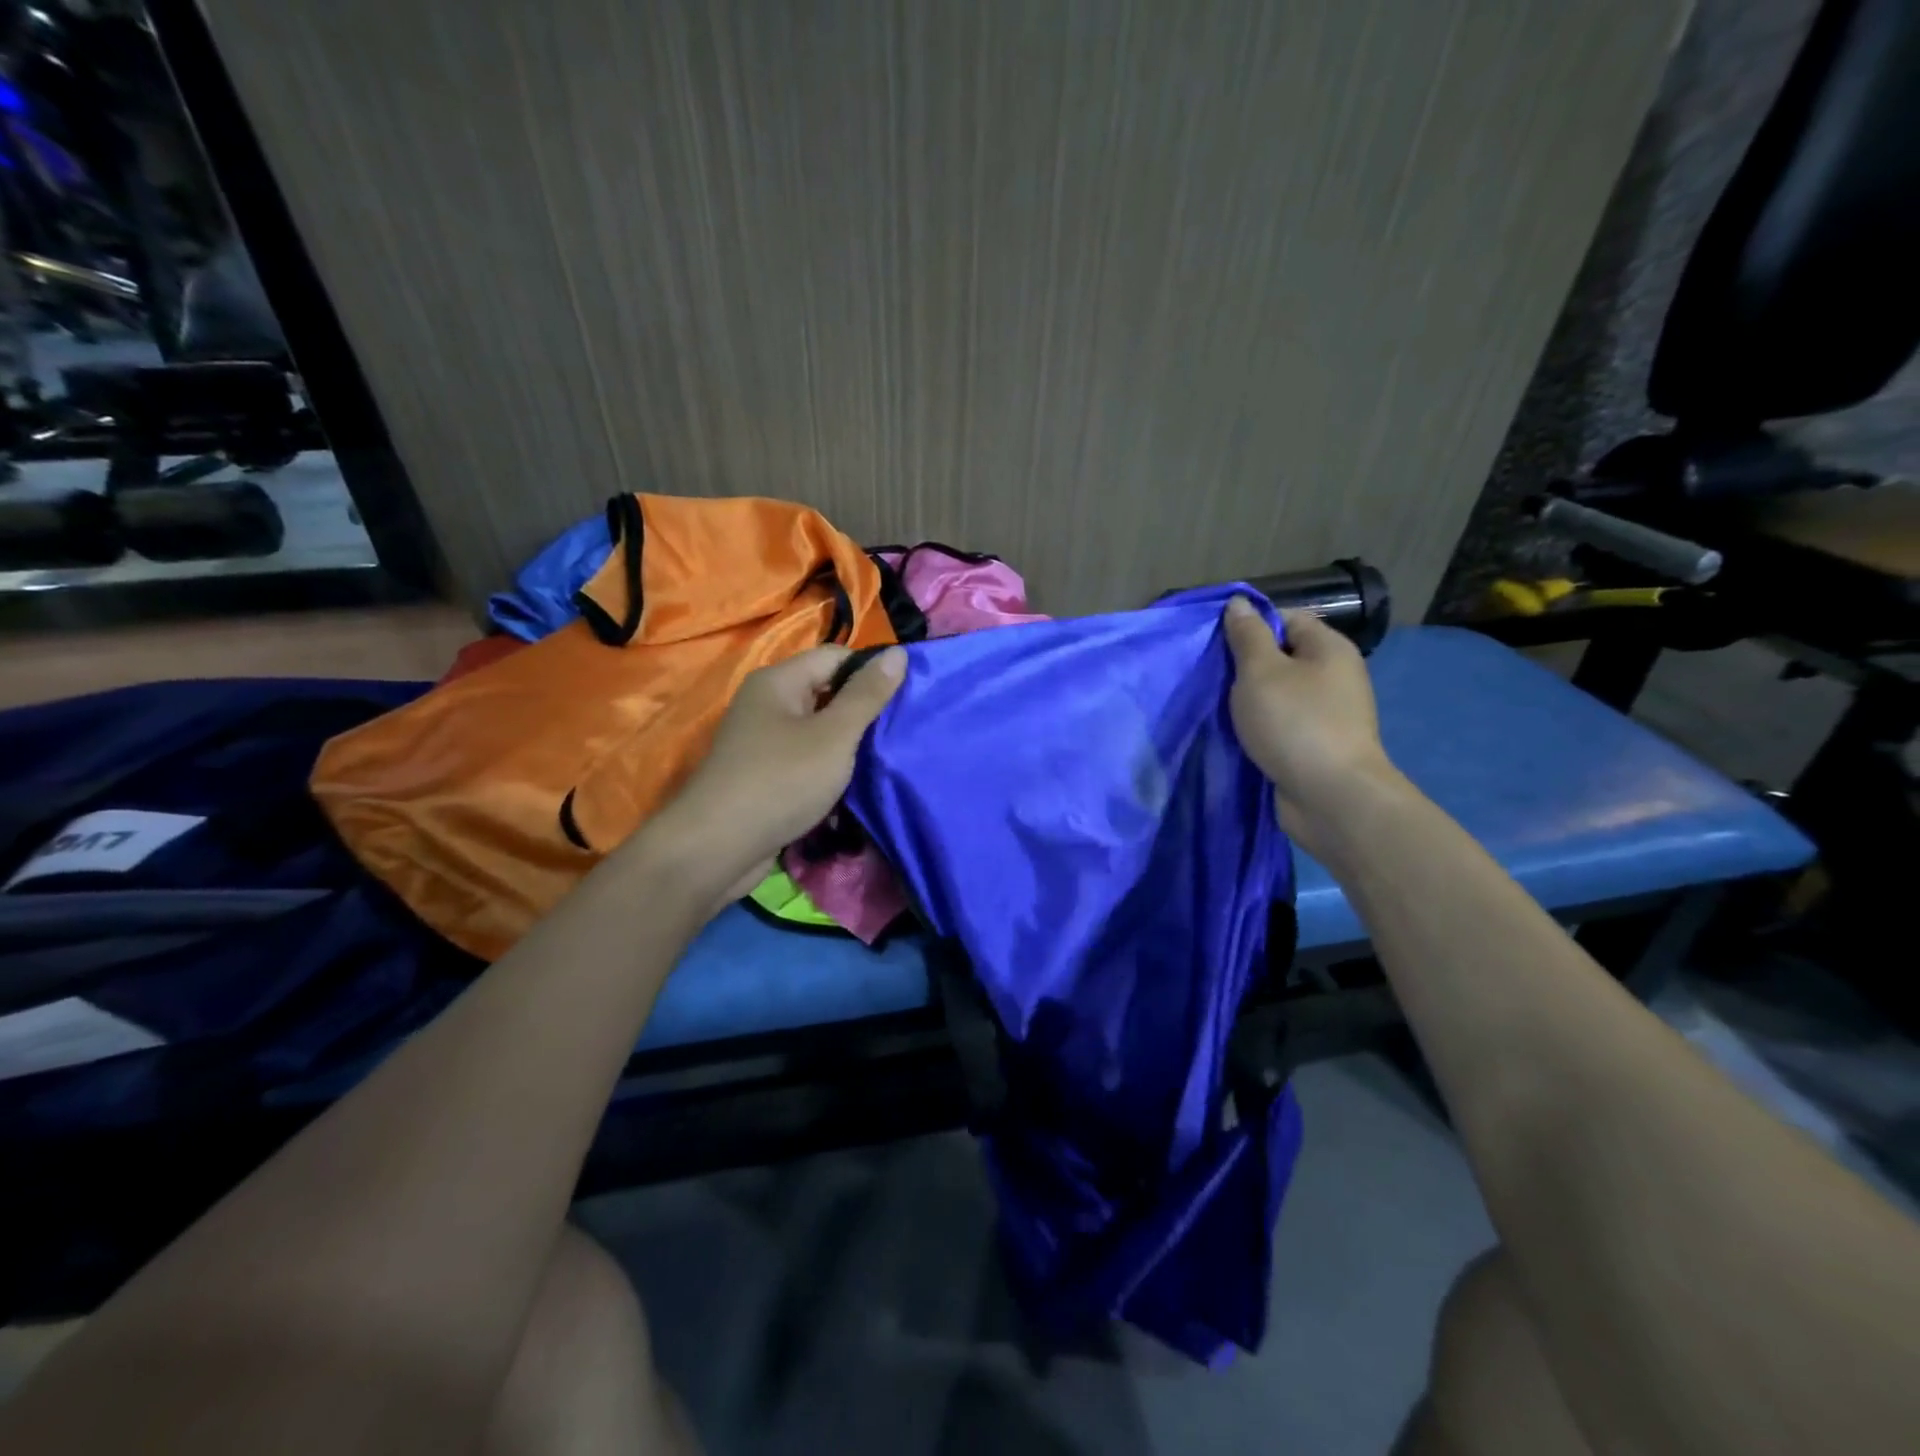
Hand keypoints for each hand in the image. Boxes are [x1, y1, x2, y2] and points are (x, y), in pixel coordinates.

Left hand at [638, 644, 906, 909]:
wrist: (717, 848)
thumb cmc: (781, 781)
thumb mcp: (834, 735)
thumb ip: (867, 695)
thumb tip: (898, 654)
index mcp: (778, 681)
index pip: (835, 657)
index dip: (871, 672)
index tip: (907, 697)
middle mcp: (766, 704)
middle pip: (826, 693)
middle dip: (862, 712)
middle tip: (901, 732)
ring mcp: (761, 742)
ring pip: (818, 732)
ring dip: (847, 747)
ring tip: (884, 760)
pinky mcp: (763, 776)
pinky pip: (805, 762)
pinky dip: (827, 772)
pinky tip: (852, 788)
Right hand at [1222, 597, 1399, 855]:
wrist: (1330, 797)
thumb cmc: (1295, 723)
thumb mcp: (1261, 671)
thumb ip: (1247, 636)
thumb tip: (1240, 603)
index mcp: (1329, 648)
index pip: (1285, 618)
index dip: (1250, 625)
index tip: (1216, 644)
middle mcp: (1333, 676)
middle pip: (1281, 656)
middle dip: (1244, 666)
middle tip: (1211, 677)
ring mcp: (1327, 713)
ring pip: (1278, 694)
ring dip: (1248, 700)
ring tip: (1217, 706)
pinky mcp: (1315, 745)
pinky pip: (1281, 724)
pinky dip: (1259, 727)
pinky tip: (1235, 733)